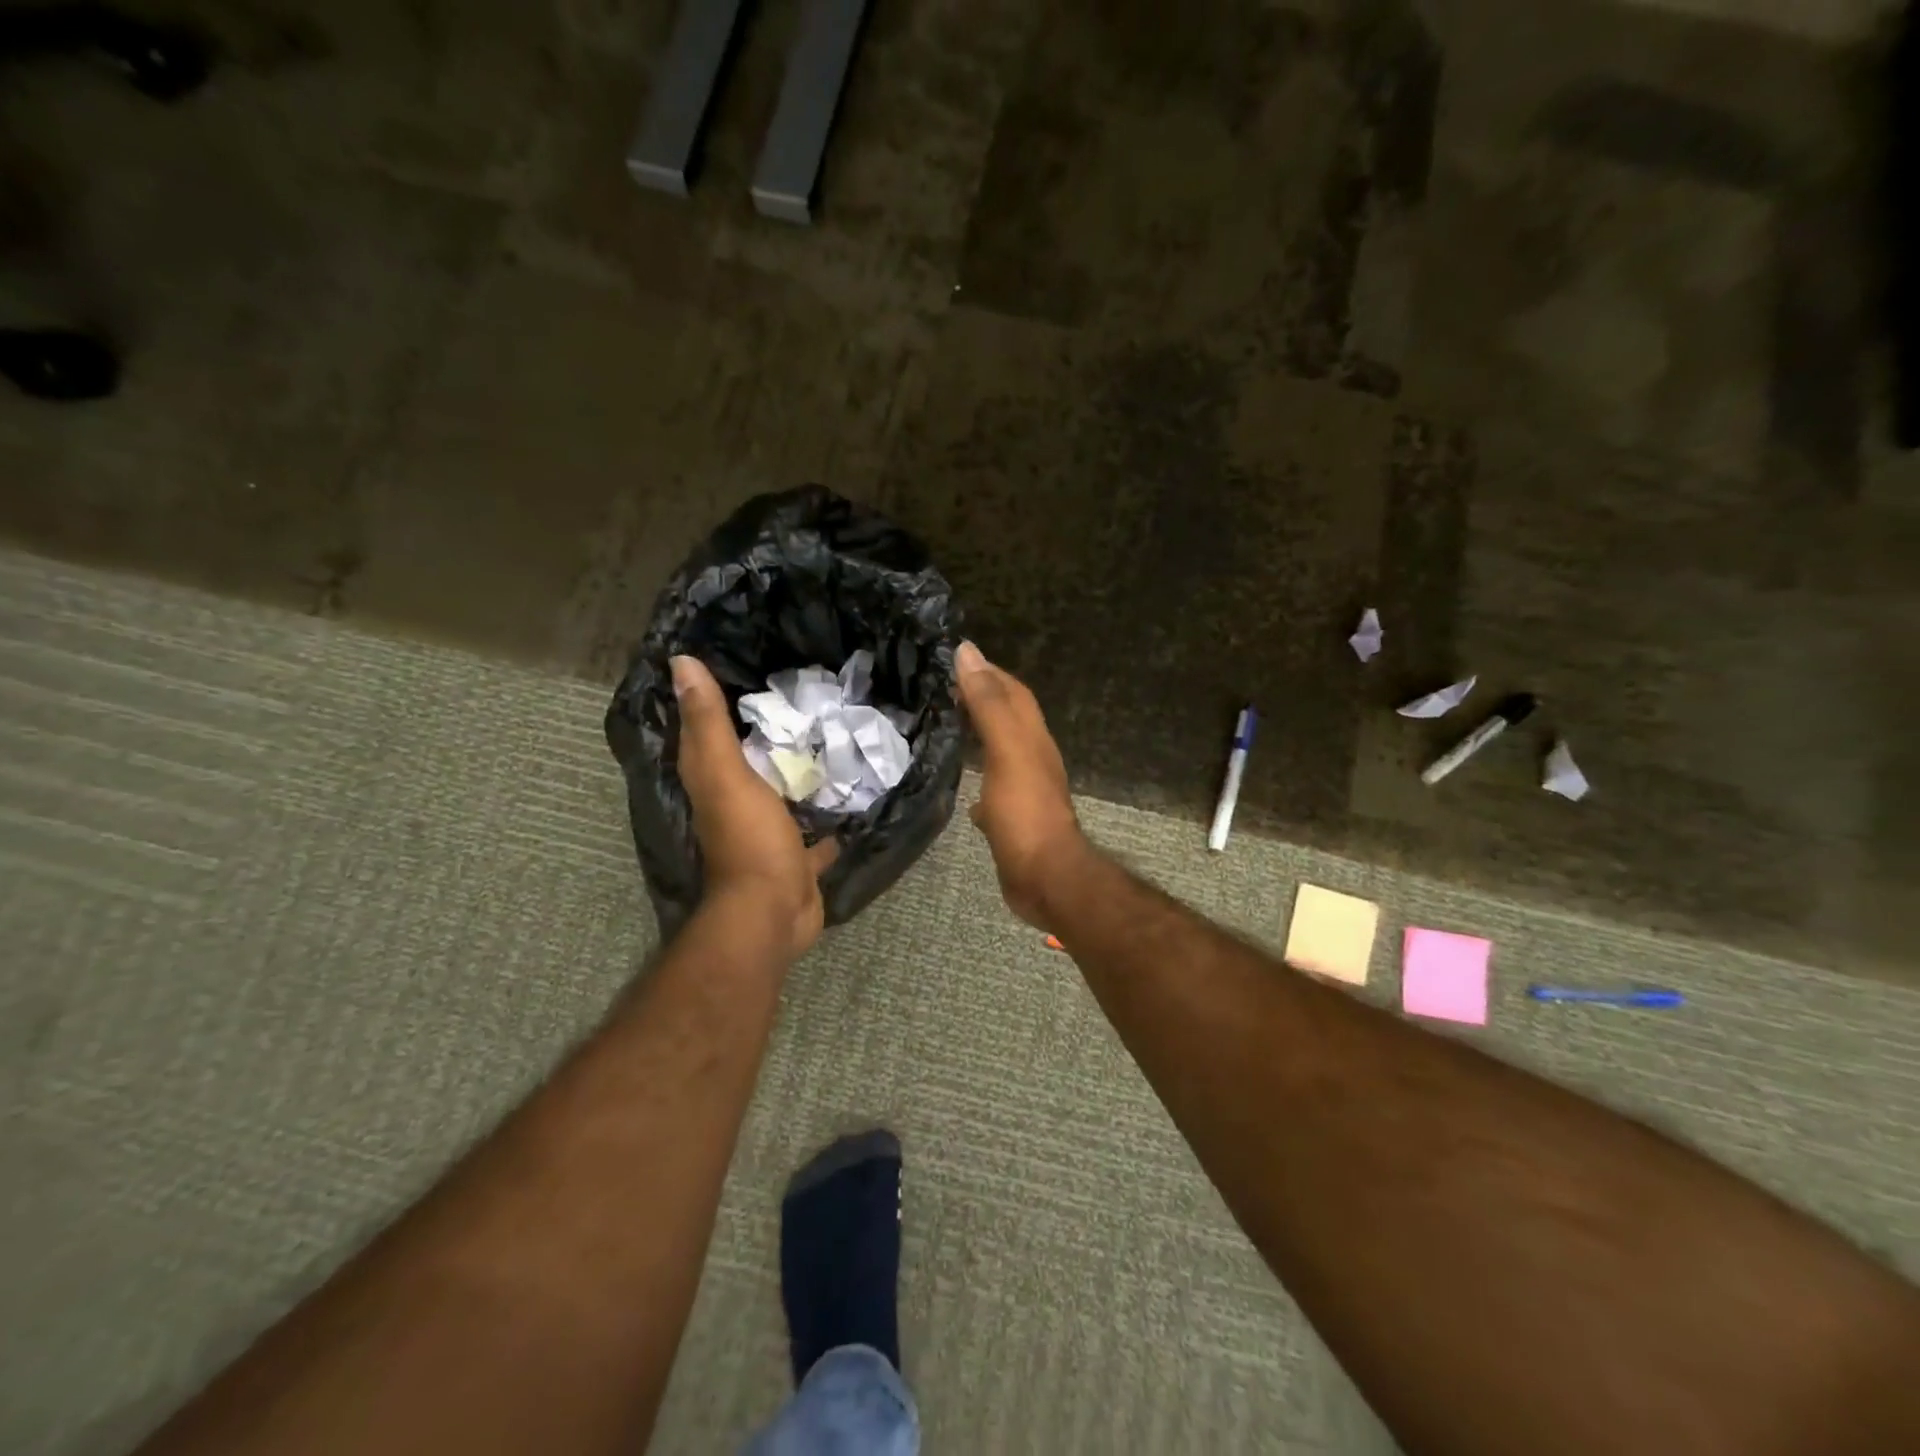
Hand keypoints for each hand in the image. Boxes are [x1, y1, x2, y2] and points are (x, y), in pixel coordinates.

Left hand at [673, 655, 836, 957]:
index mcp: (712, 781)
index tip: (738, 660)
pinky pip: (813, 828)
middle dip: (765, 733)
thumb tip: (679, 661)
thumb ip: (708, 722)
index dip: (712, 698)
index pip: (704, 731)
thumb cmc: (749, 838)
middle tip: (800, 694)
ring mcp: (767, 832)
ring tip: (831, 736)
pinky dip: (828, 814)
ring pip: (781, 793)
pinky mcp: (796, 855)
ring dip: (797, 773)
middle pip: (746, 759)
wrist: (773, 911)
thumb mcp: (725, 773)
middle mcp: (734, 804)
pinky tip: (853, 793)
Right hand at [954, 642, 1087, 926]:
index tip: (953, 659)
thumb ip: (989, 703)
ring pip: (999, 750)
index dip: (987, 672)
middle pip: (1007, 717)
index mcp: (1031, 737)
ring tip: (943, 725)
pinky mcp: (1011, 818)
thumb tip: (969, 651)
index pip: (1012, 691)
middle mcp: (1031, 757)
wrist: (1044, 877)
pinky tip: (958, 783)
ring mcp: (1022, 789)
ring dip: (977, 734)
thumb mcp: (1006, 750)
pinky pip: (992, 787)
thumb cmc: (1024, 812)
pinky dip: (976, 777)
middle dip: (980, 698)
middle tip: (941, 689)